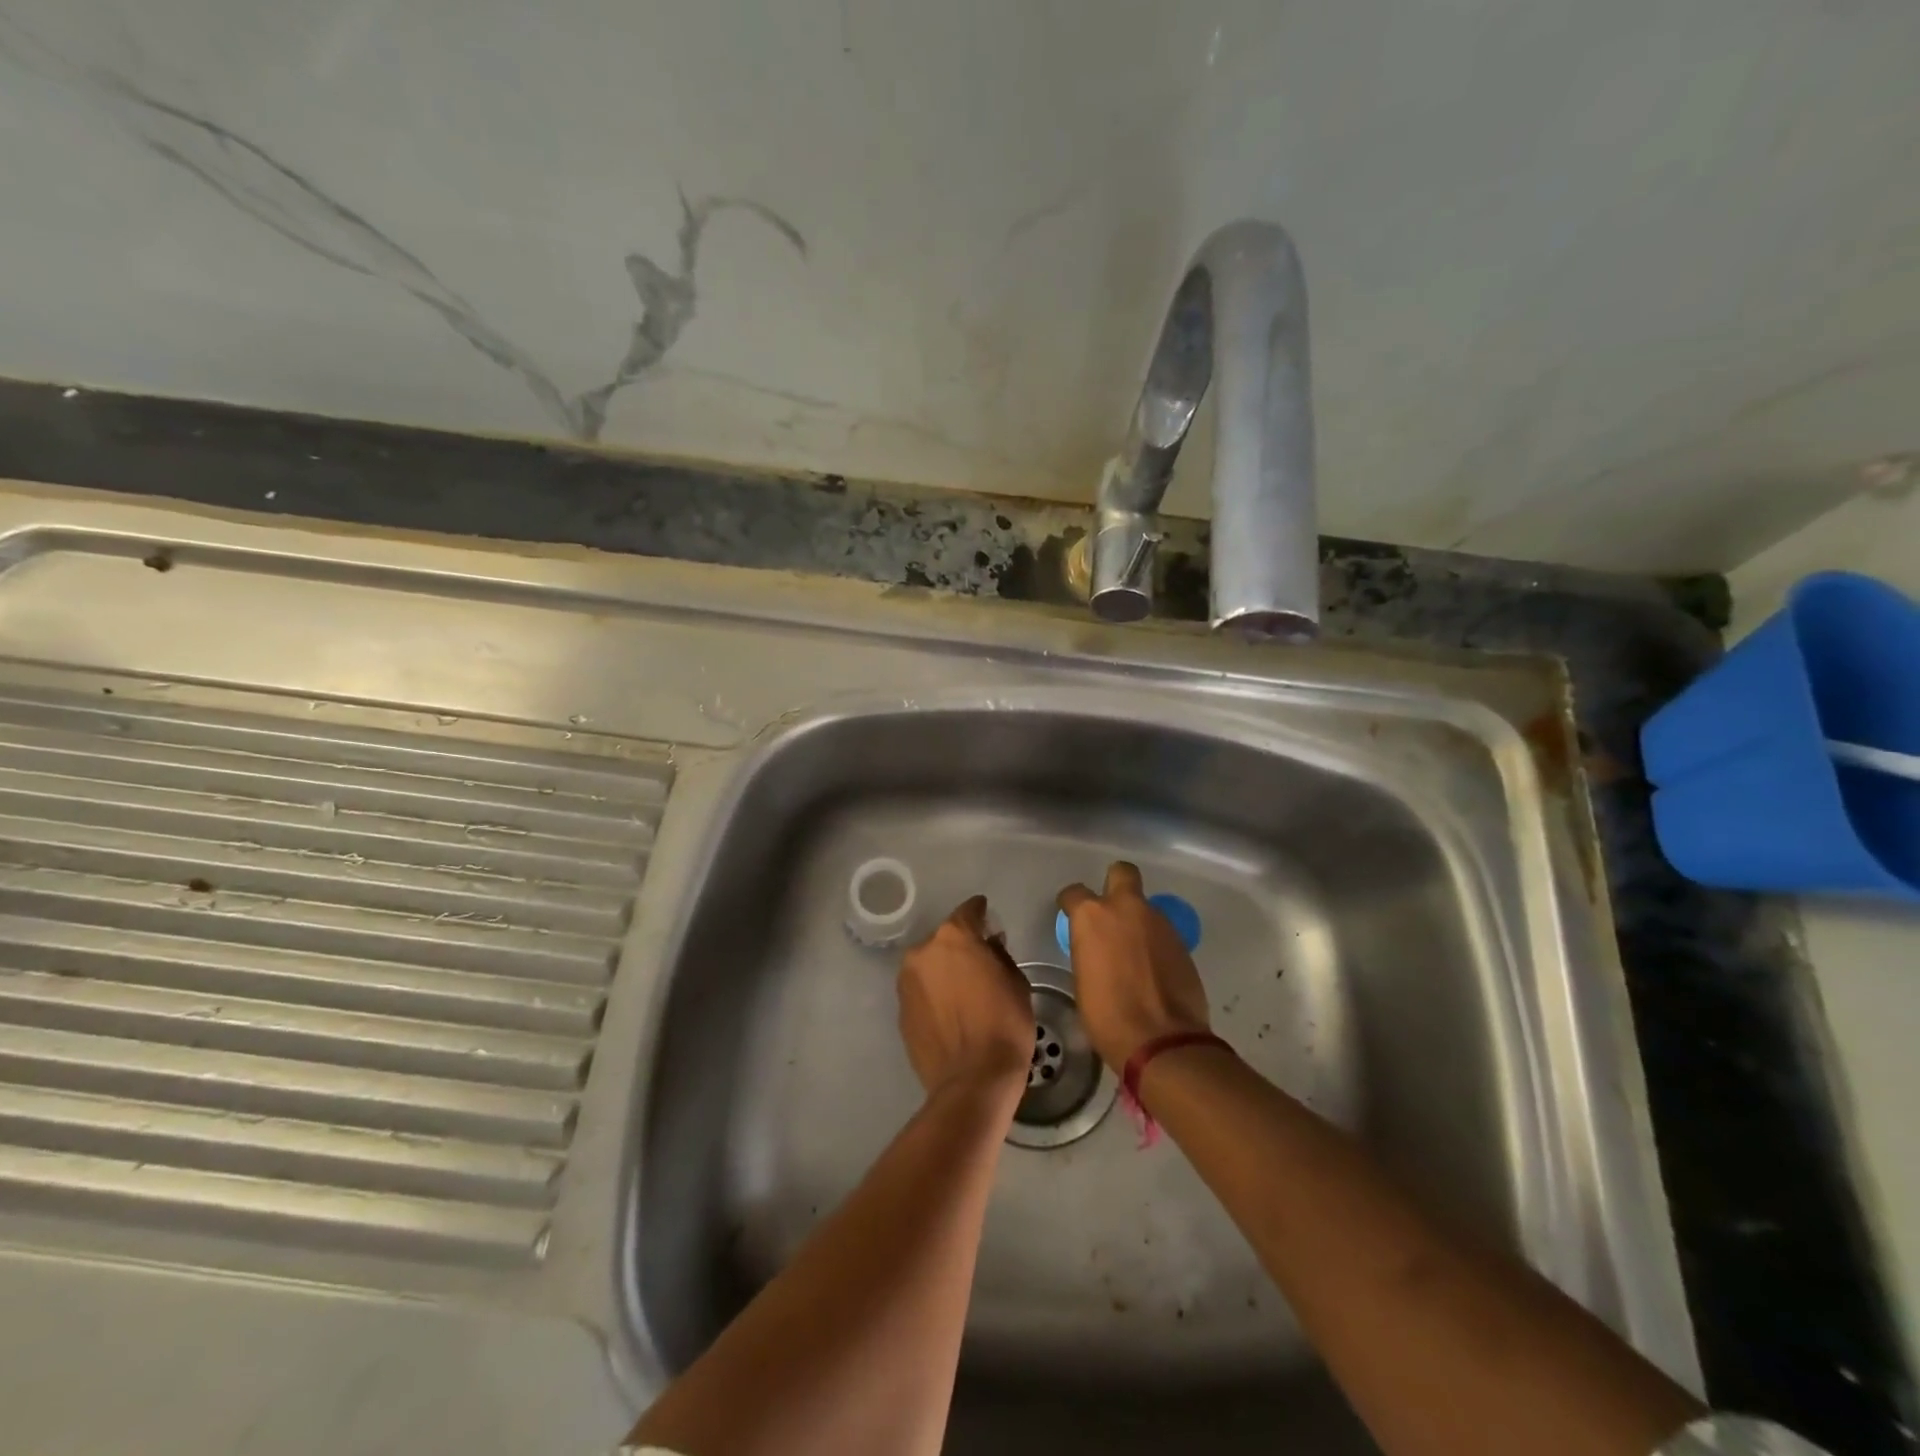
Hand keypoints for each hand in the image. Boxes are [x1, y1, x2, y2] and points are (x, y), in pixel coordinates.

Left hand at [897, 895, 1034, 1097]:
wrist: (972, 1081)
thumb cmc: (1004, 1025)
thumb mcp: (1016, 982)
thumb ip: (998, 954)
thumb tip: (988, 945)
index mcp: (953, 937)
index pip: (969, 911)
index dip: (981, 913)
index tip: (988, 919)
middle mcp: (923, 951)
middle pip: (945, 939)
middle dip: (961, 946)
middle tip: (980, 962)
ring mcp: (907, 981)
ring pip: (929, 965)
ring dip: (944, 970)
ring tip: (963, 991)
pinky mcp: (901, 1010)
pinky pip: (921, 991)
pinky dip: (933, 994)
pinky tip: (950, 1012)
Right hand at [1057, 861, 1209, 1068]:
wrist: (1161, 1040)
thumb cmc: (1107, 1015)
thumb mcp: (1083, 979)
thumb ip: (1089, 950)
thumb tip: (1097, 949)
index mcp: (1093, 916)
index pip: (1074, 893)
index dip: (1071, 904)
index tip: (1071, 915)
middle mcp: (1126, 908)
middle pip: (1122, 873)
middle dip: (1115, 884)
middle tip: (1111, 912)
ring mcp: (1158, 922)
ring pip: (1145, 906)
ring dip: (1138, 921)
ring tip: (1134, 953)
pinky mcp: (1182, 941)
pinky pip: (1161, 932)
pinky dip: (1155, 943)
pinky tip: (1152, 968)